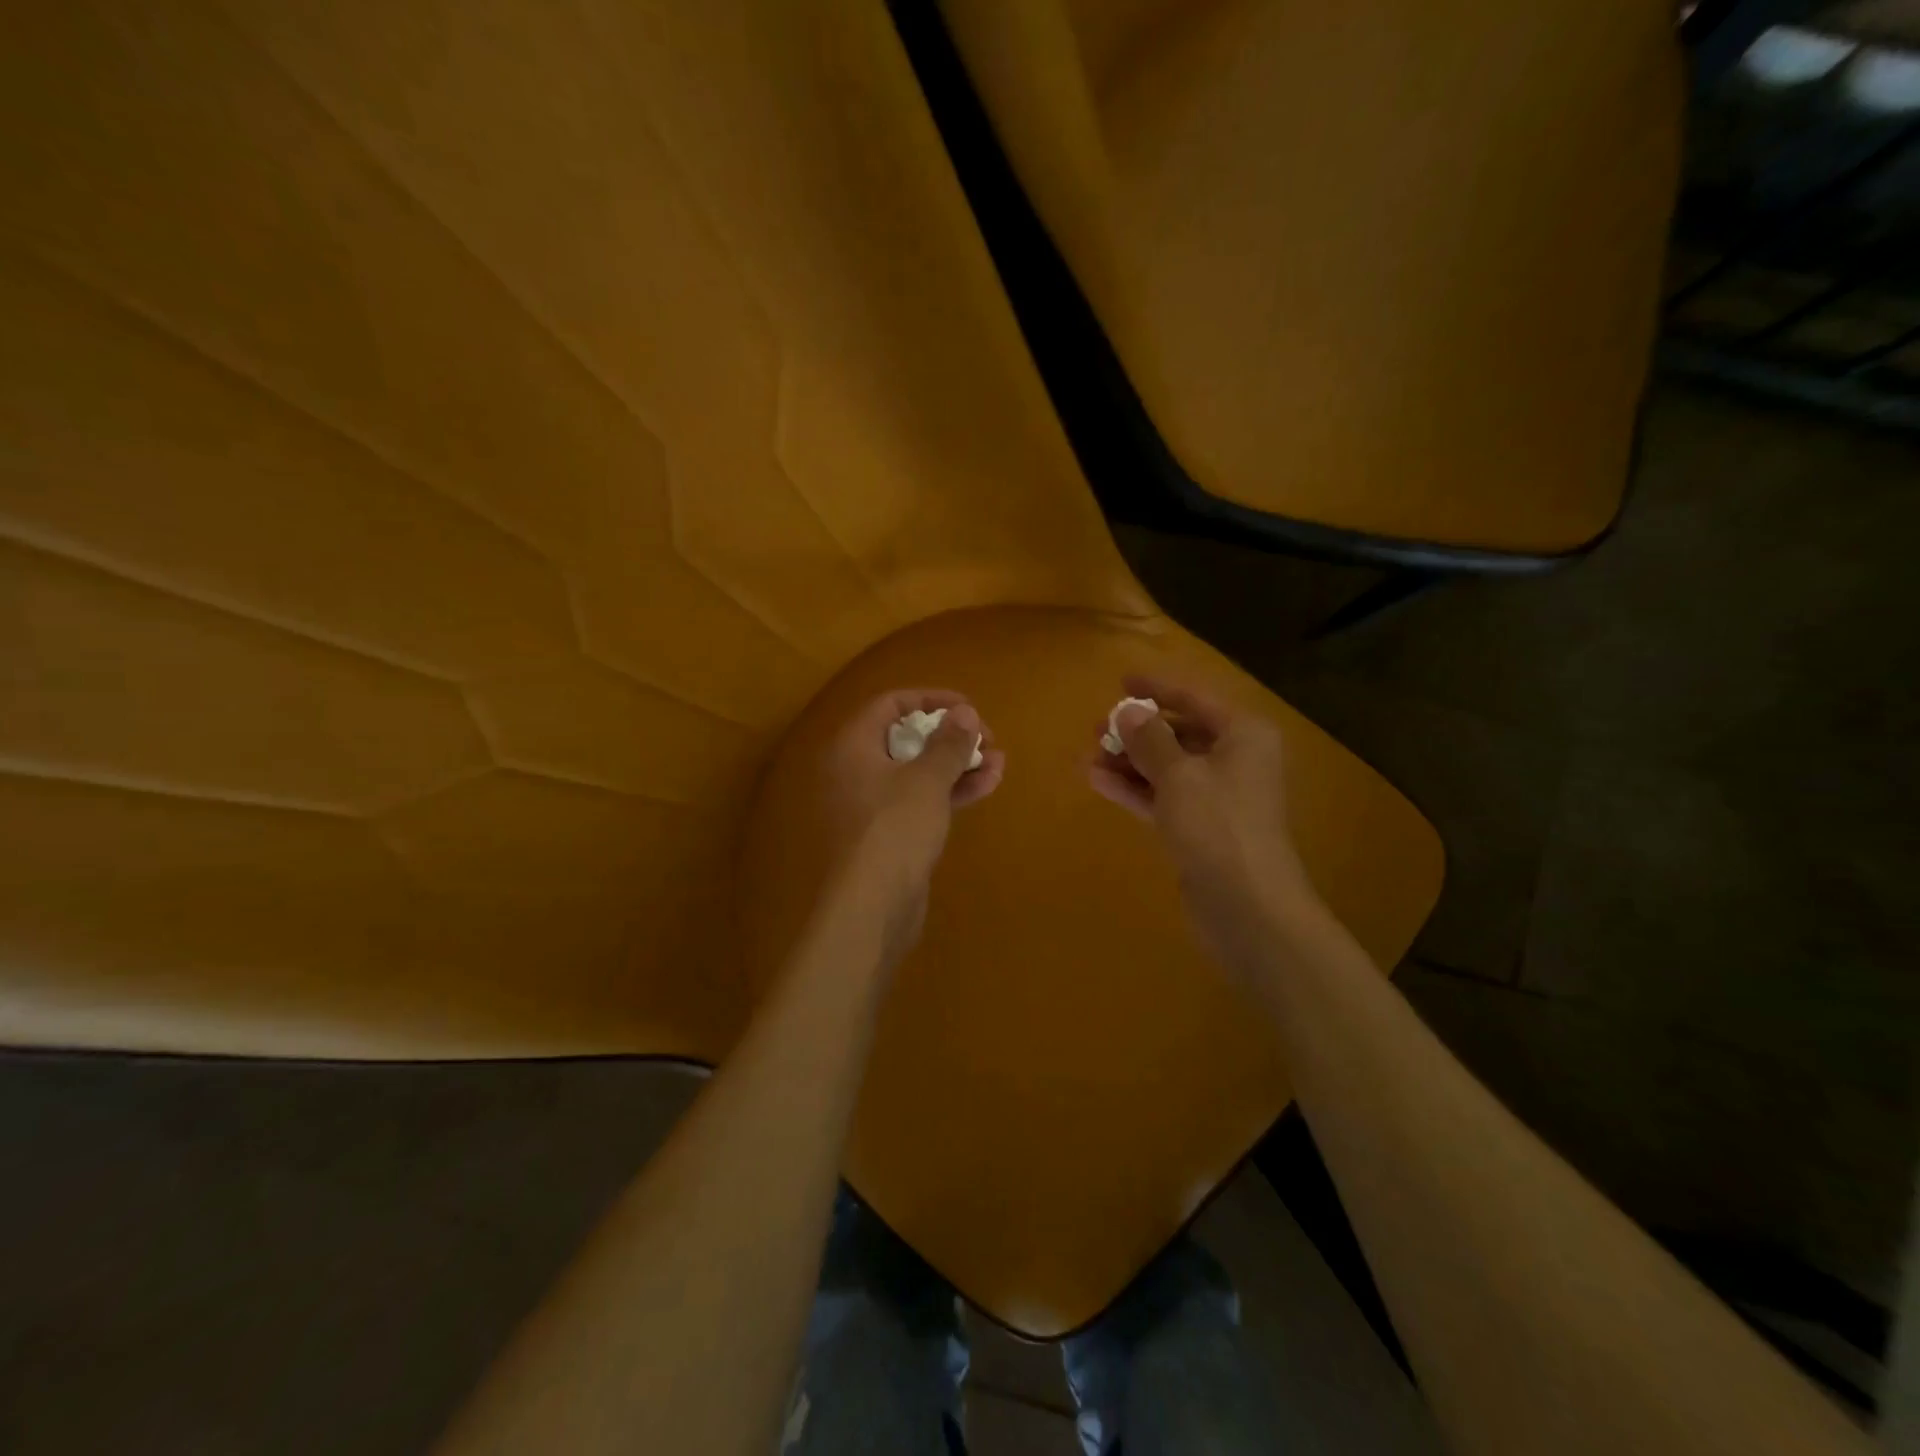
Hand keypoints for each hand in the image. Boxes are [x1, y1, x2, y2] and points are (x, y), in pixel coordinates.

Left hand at [823, 690, 1004, 964]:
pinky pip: (921, 801)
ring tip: (999, 762)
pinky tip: (987, 785)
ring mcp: (872, 805)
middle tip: (988, 738)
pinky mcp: (889, 834)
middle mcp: (857, 771)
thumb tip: (965, 713)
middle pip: (907, 738)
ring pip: (919, 772)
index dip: (930, 700)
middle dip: (951, 736)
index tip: (968, 706)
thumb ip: (949, 743)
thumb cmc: (895, 829)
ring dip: (958, 764)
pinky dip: (950, 791)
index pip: (889, 705)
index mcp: (853, 747)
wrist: (873, 907)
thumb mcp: (927, 780)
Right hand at [1087, 675, 1313, 972]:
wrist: (1247, 905)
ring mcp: (1218, 798)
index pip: (1195, 699)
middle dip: (1137, 731)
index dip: (1157, 689)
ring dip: (1130, 762)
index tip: (1121, 681)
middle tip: (1097, 728)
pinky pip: (1164, 797)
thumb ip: (1150, 739)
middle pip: (1180, 734)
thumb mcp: (1178, 774)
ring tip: (1089, 757)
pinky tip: (1098, 781)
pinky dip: (1135, 789)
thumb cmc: (1217, 825)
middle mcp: (1235, 760)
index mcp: (1243, 735)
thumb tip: (1129, 711)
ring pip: (1168, 768)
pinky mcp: (1201, 829)